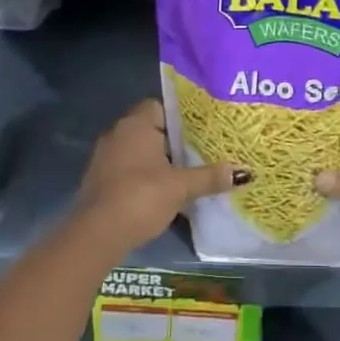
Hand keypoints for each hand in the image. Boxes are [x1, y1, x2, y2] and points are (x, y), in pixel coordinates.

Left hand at [73, 98, 241, 254]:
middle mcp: (117, 133)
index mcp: (136, 124)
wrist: (96, 234)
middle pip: (150, 128)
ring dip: (156, 160)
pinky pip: (126, 168)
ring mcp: (104, 157)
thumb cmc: (141, 197)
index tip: (200, 131)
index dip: (180, 117)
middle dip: (172, 141)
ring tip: (183, 173)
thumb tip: (243, 172)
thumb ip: (209, 177)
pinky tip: (160, 192)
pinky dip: (142, 176)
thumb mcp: (180, 187)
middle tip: (199, 152)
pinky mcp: (98, 180)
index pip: (160, 106)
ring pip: (137, 150)